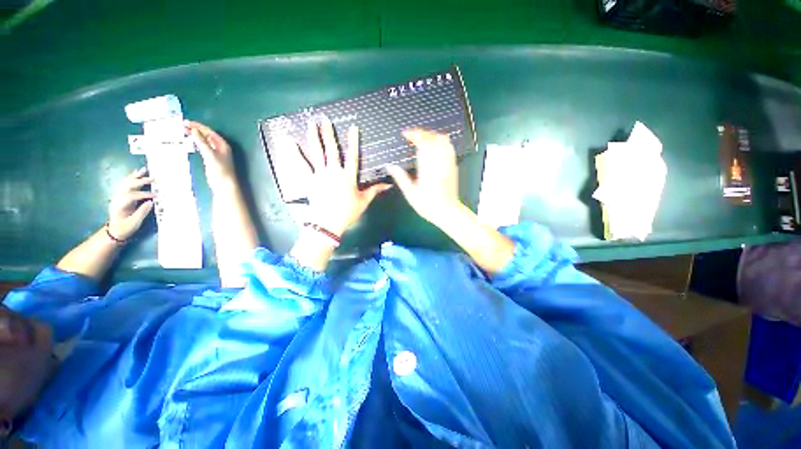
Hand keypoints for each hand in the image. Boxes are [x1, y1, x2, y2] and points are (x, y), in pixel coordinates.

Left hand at [107, 168, 155, 240]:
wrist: (114, 231)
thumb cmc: (125, 228)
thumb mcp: (134, 223)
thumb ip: (142, 212)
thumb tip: (151, 202)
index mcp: (120, 206)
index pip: (132, 196)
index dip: (144, 195)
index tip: (156, 196)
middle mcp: (117, 199)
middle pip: (128, 187)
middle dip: (140, 182)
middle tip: (153, 179)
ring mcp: (118, 196)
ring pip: (126, 183)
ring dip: (135, 176)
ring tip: (144, 170)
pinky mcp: (121, 196)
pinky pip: (126, 185)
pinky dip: (132, 178)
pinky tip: (137, 173)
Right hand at [186, 121, 235, 190]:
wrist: (224, 184)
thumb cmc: (220, 170)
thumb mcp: (210, 155)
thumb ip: (202, 143)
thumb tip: (194, 130)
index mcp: (223, 145)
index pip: (209, 131)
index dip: (198, 126)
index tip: (186, 122)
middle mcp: (221, 147)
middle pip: (207, 135)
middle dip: (196, 129)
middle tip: (182, 125)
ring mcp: (216, 153)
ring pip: (205, 140)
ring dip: (196, 135)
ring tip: (184, 130)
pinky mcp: (211, 158)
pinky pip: (203, 146)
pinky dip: (197, 142)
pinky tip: (191, 140)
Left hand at [297, 116, 390, 236]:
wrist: (328, 223)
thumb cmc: (348, 212)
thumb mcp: (364, 201)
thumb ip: (375, 190)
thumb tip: (388, 185)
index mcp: (348, 176)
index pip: (353, 155)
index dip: (353, 141)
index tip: (353, 127)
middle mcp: (334, 171)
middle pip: (332, 150)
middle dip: (328, 133)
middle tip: (324, 119)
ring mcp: (320, 174)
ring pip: (316, 153)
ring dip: (313, 137)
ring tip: (310, 123)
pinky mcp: (309, 180)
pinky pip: (302, 165)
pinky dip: (295, 153)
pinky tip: (289, 142)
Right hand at [387, 128, 460, 225]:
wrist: (447, 212)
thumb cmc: (428, 204)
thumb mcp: (410, 193)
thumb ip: (400, 177)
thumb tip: (390, 166)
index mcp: (428, 166)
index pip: (423, 141)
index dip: (413, 134)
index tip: (405, 134)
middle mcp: (440, 161)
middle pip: (434, 137)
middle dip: (422, 133)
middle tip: (412, 136)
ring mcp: (449, 162)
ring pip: (443, 140)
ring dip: (432, 136)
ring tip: (422, 140)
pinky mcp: (453, 166)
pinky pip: (449, 148)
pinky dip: (441, 142)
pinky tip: (434, 147)